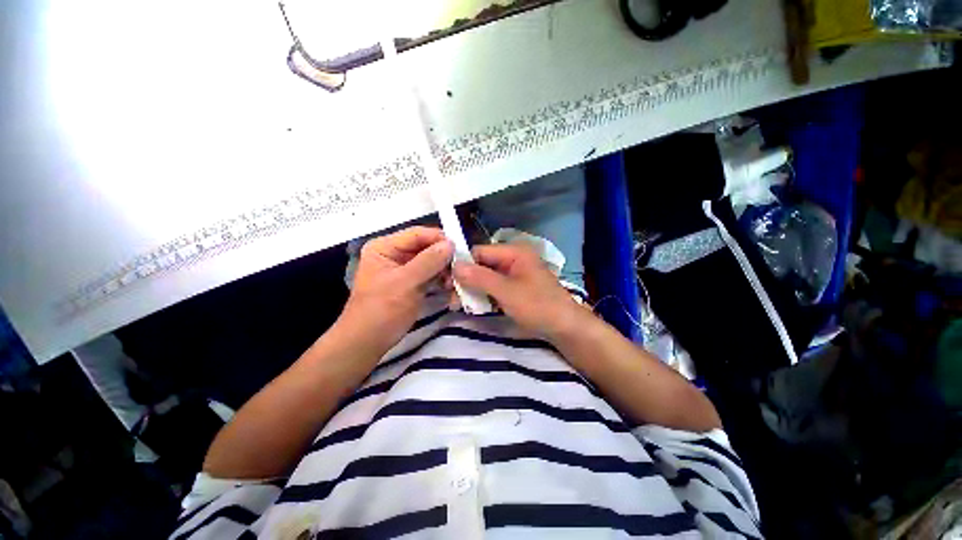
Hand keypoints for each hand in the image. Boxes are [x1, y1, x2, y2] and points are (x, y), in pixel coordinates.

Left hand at [339, 227, 453, 351]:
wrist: (368, 342)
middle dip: (444, 257)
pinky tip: (451, 287)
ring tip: (455, 281)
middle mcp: (395, 254)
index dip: (439, 238)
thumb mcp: (405, 283)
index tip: (460, 248)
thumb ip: (429, 261)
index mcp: (385, 247)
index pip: (417, 234)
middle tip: (460, 268)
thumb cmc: (382, 310)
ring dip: (445, 270)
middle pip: (426, 247)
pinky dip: (442, 280)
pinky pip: (432, 275)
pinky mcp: (413, 283)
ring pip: (432, 261)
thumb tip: (451, 243)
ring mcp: (405, 269)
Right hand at [453, 244, 585, 340]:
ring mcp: (514, 275)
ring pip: (486, 278)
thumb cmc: (538, 306)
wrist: (565, 328)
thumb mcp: (507, 291)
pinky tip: (474, 307)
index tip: (447, 282)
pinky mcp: (515, 289)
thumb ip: (480, 277)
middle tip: (452, 298)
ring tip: (460, 305)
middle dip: (467, 280)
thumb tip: (454, 265)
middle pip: (482, 265)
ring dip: (474, 290)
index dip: (463, 264)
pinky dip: (484, 297)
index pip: (480, 252)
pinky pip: (494, 288)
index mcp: (514, 253)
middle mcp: (513, 260)